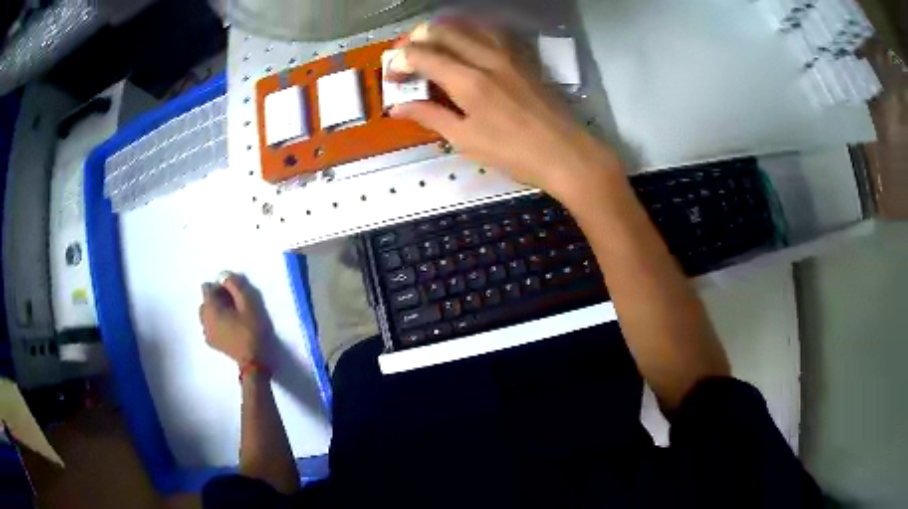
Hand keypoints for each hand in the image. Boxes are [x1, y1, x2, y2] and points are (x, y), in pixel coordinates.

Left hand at [199, 273, 269, 364]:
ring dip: (215, 312)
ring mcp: (206, 332)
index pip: (207, 288)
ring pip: (206, 314)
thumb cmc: (251, 330)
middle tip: (233, 305)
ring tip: (231, 317)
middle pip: (205, 301)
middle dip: (216, 300)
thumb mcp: (248, 304)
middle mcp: (203, 319)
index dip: (219, 288)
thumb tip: (224, 275)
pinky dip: (215, 323)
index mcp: (210, 308)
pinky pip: (208, 326)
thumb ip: (235, 286)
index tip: (233, 294)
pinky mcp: (211, 343)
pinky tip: (228, 328)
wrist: (252, 361)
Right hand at [390, 22, 620, 200]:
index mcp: (467, 80)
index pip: (422, 55)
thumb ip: (430, 116)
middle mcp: (486, 58)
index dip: (400, 61)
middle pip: (443, 31)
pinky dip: (471, 31)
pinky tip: (467, 41)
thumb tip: (398, 107)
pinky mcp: (523, 59)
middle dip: (416, 38)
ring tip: (430, 43)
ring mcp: (508, 55)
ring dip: (444, 29)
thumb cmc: (514, 153)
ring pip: (468, 26)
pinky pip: (492, 33)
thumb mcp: (466, 139)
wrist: (566, 153)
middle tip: (406, 55)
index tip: (392, 75)